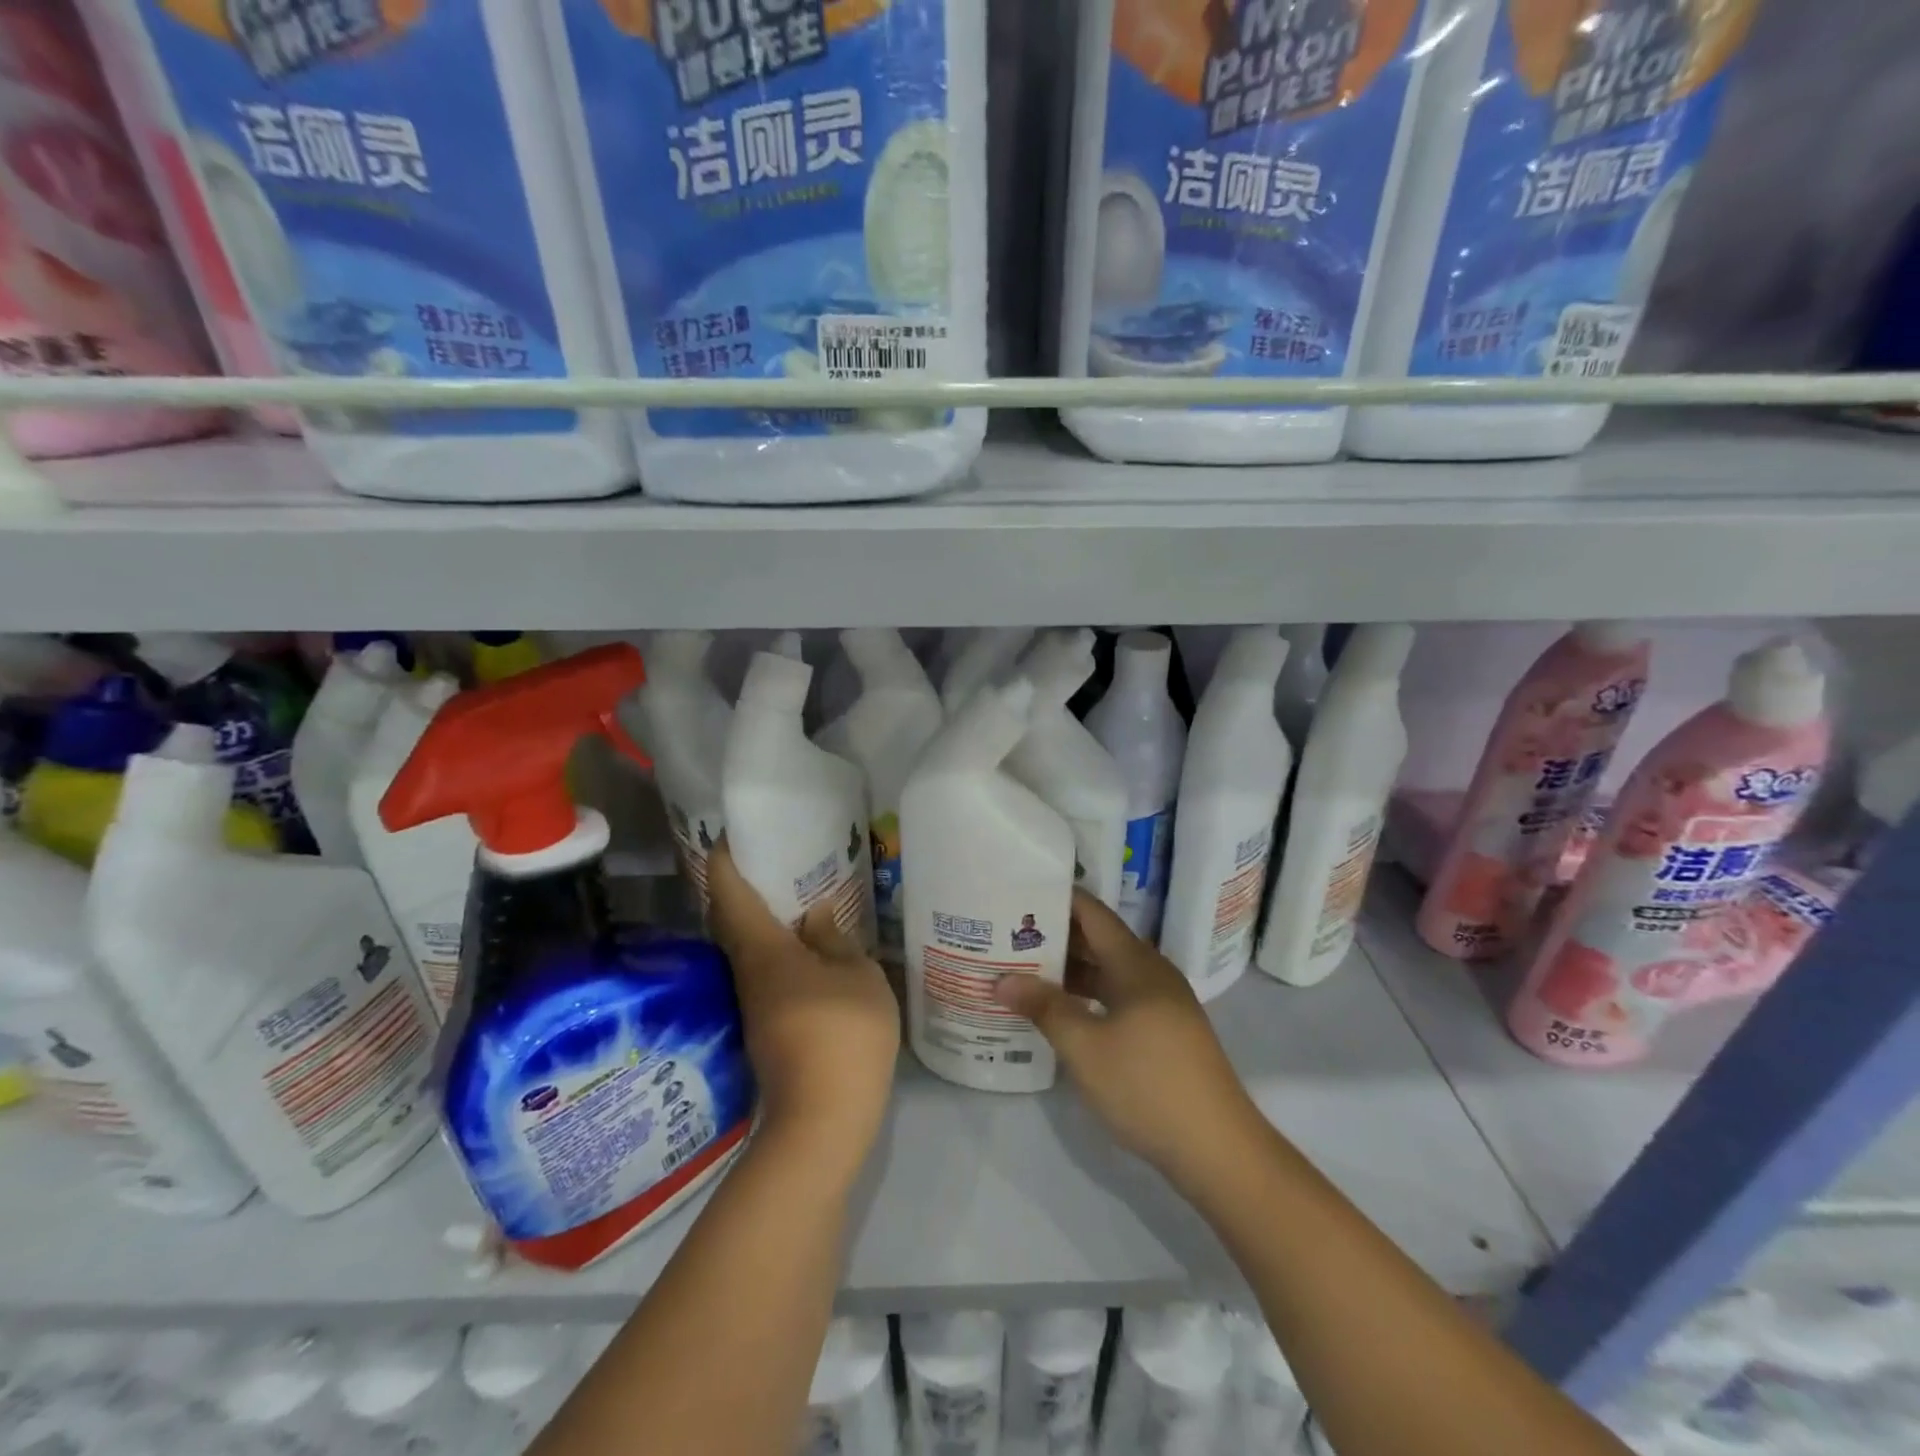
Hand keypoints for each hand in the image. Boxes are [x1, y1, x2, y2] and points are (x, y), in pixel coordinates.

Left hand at [705, 841, 899, 1170]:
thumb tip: (815, 915)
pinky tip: (806, 950)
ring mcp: (753, 1004)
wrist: (822, 1121)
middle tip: (771, 861)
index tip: (729, 838)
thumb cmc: (843, 1034)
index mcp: (764, 950)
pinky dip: (776, 949)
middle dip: (741, 888)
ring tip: (794, 898)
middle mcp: (747, 972)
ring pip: (746, 949)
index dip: (724, 862)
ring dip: (760, 920)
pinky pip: (763, 972)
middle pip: (730, 921)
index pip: (730, 895)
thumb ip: (836, 940)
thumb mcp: (857, 976)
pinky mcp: (765, 1028)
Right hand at [993, 891, 1264, 1189]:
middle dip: (1054, 937)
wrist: (1219, 1149)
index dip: (1057, 899)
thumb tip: (1002, 980)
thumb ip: (1044, 1008)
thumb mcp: (1085, 1047)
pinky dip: (1087, 996)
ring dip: (1069, 971)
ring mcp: (1161, 1002)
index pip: (1091, 912)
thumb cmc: (1147, 1086)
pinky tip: (1059, 1012)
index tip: (1017, 894)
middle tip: (1006, 936)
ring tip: (1022, 971)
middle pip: (1098, 940)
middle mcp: (1151, 972)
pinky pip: (1118, 996)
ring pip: (1107, 971)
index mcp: (1136, 963)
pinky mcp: (1164, 1030)